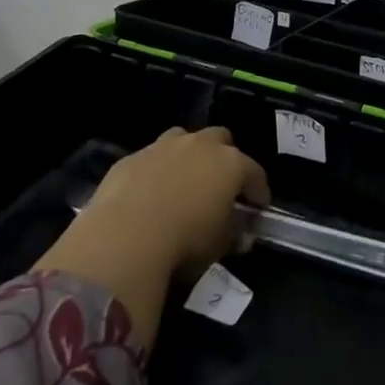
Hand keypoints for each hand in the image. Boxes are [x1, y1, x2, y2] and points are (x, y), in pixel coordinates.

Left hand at [69, 126, 269, 280]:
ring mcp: (163, 147)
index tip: (258, 207)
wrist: (125, 238)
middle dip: (224, 158)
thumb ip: (234, 234)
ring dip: (188, 155)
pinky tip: (148, 194)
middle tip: (220, 185)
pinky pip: (151, 158)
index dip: (259, 191)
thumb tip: (242, 235)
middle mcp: (200, 146)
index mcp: (231, 164)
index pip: (255, 173)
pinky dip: (155, 171)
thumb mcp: (220, 245)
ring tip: (183, 182)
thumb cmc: (185, 242)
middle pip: (221, 139)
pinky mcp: (132, 158)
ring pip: (184, 139)